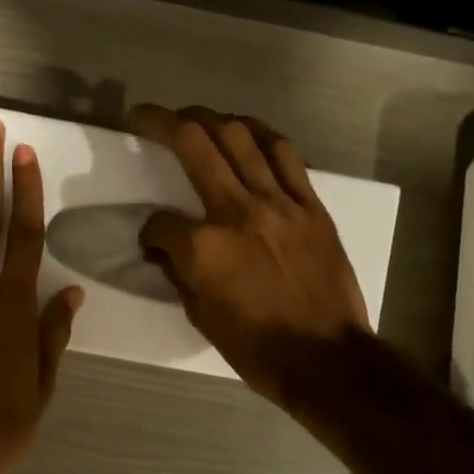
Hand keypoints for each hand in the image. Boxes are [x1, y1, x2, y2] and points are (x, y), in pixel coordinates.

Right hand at [132, 104, 369, 405]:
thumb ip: (179, 274)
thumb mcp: (202, 318)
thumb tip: (165, 250)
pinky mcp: (310, 205)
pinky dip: (260, 135)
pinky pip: (285, 154)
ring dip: (210, 117)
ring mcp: (278, 203)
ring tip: (194, 116)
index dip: (149, 231)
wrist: (327, 359)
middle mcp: (237, 212)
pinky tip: (246, 131)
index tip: (153, 241)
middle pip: (194, 145)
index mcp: (204, 248)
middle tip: (147, 115)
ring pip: (240, 136)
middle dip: (163, 123)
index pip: (159, 222)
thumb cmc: (258, 349)